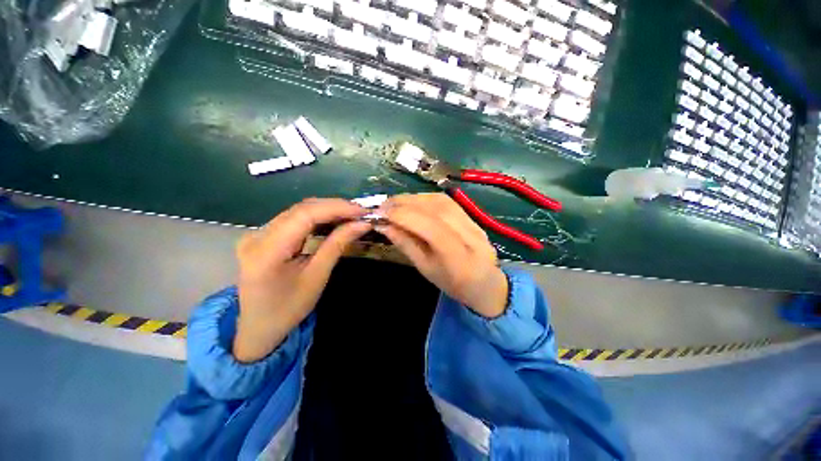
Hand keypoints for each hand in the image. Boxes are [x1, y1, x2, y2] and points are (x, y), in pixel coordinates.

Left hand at [233, 198, 370, 362]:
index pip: (304, 215)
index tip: (361, 211)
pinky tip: (332, 219)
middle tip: (360, 212)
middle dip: (334, 207)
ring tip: (351, 214)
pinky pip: (293, 219)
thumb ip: (337, 245)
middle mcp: (256, 236)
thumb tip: (361, 224)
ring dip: (327, 210)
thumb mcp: (317, 277)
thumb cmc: (288, 309)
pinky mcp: (262, 236)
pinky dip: (316, 217)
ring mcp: (256, 234)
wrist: (259, 327)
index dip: (336, 208)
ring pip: (297, 211)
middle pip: (300, 209)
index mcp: (266, 251)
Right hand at [374, 193, 508, 317]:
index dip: (404, 215)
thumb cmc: (452, 284)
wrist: (485, 284)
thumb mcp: (425, 269)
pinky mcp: (472, 216)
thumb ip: (406, 244)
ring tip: (395, 203)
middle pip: (436, 209)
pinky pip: (447, 201)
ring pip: (441, 201)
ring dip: (415, 198)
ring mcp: (474, 223)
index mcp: (459, 258)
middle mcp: (470, 236)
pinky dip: (426, 198)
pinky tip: (413, 202)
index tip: (380, 213)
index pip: (431, 227)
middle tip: (383, 205)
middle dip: (406, 203)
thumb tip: (384, 225)